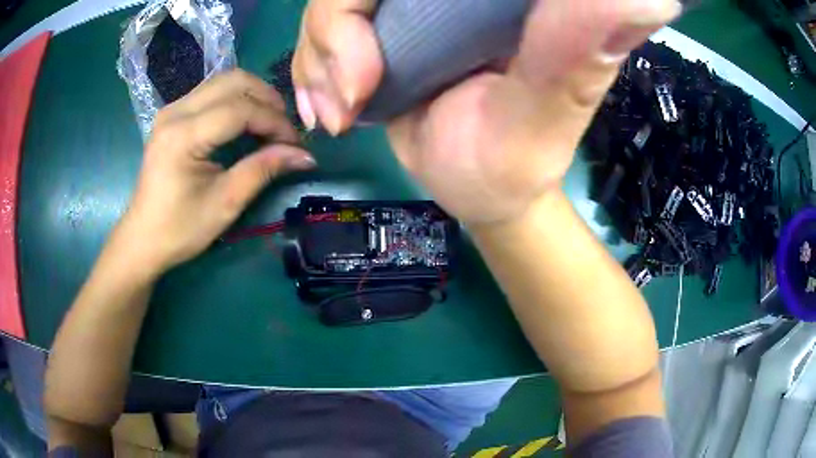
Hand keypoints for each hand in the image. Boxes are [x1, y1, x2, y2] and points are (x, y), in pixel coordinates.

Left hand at [119, 70, 315, 272]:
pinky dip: (236, 100)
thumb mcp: (225, 203)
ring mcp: (171, 109)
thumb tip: (304, 155)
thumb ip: (263, 170)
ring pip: (223, 81)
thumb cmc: (180, 229)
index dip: (274, 121)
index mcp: (183, 135)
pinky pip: (212, 92)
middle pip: (234, 81)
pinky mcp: (172, 115)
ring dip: (253, 96)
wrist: (143, 238)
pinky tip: (245, 122)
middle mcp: (175, 112)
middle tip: (284, 129)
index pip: (240, 109)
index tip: (295, 144)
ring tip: (269, 124)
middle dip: (267, 100)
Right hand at [293, 0, 680, 224]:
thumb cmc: (513, 164)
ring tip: (339, 110)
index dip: (381, 0)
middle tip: (351, 94)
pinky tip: (327, 101)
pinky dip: (312, 59)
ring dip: (319, 51)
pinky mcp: (389, 23)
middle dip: (337, 26)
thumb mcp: (546, 115)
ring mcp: (418, 3)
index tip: (377, 62)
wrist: (475, 186)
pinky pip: (327, 21)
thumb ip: (580, 54)